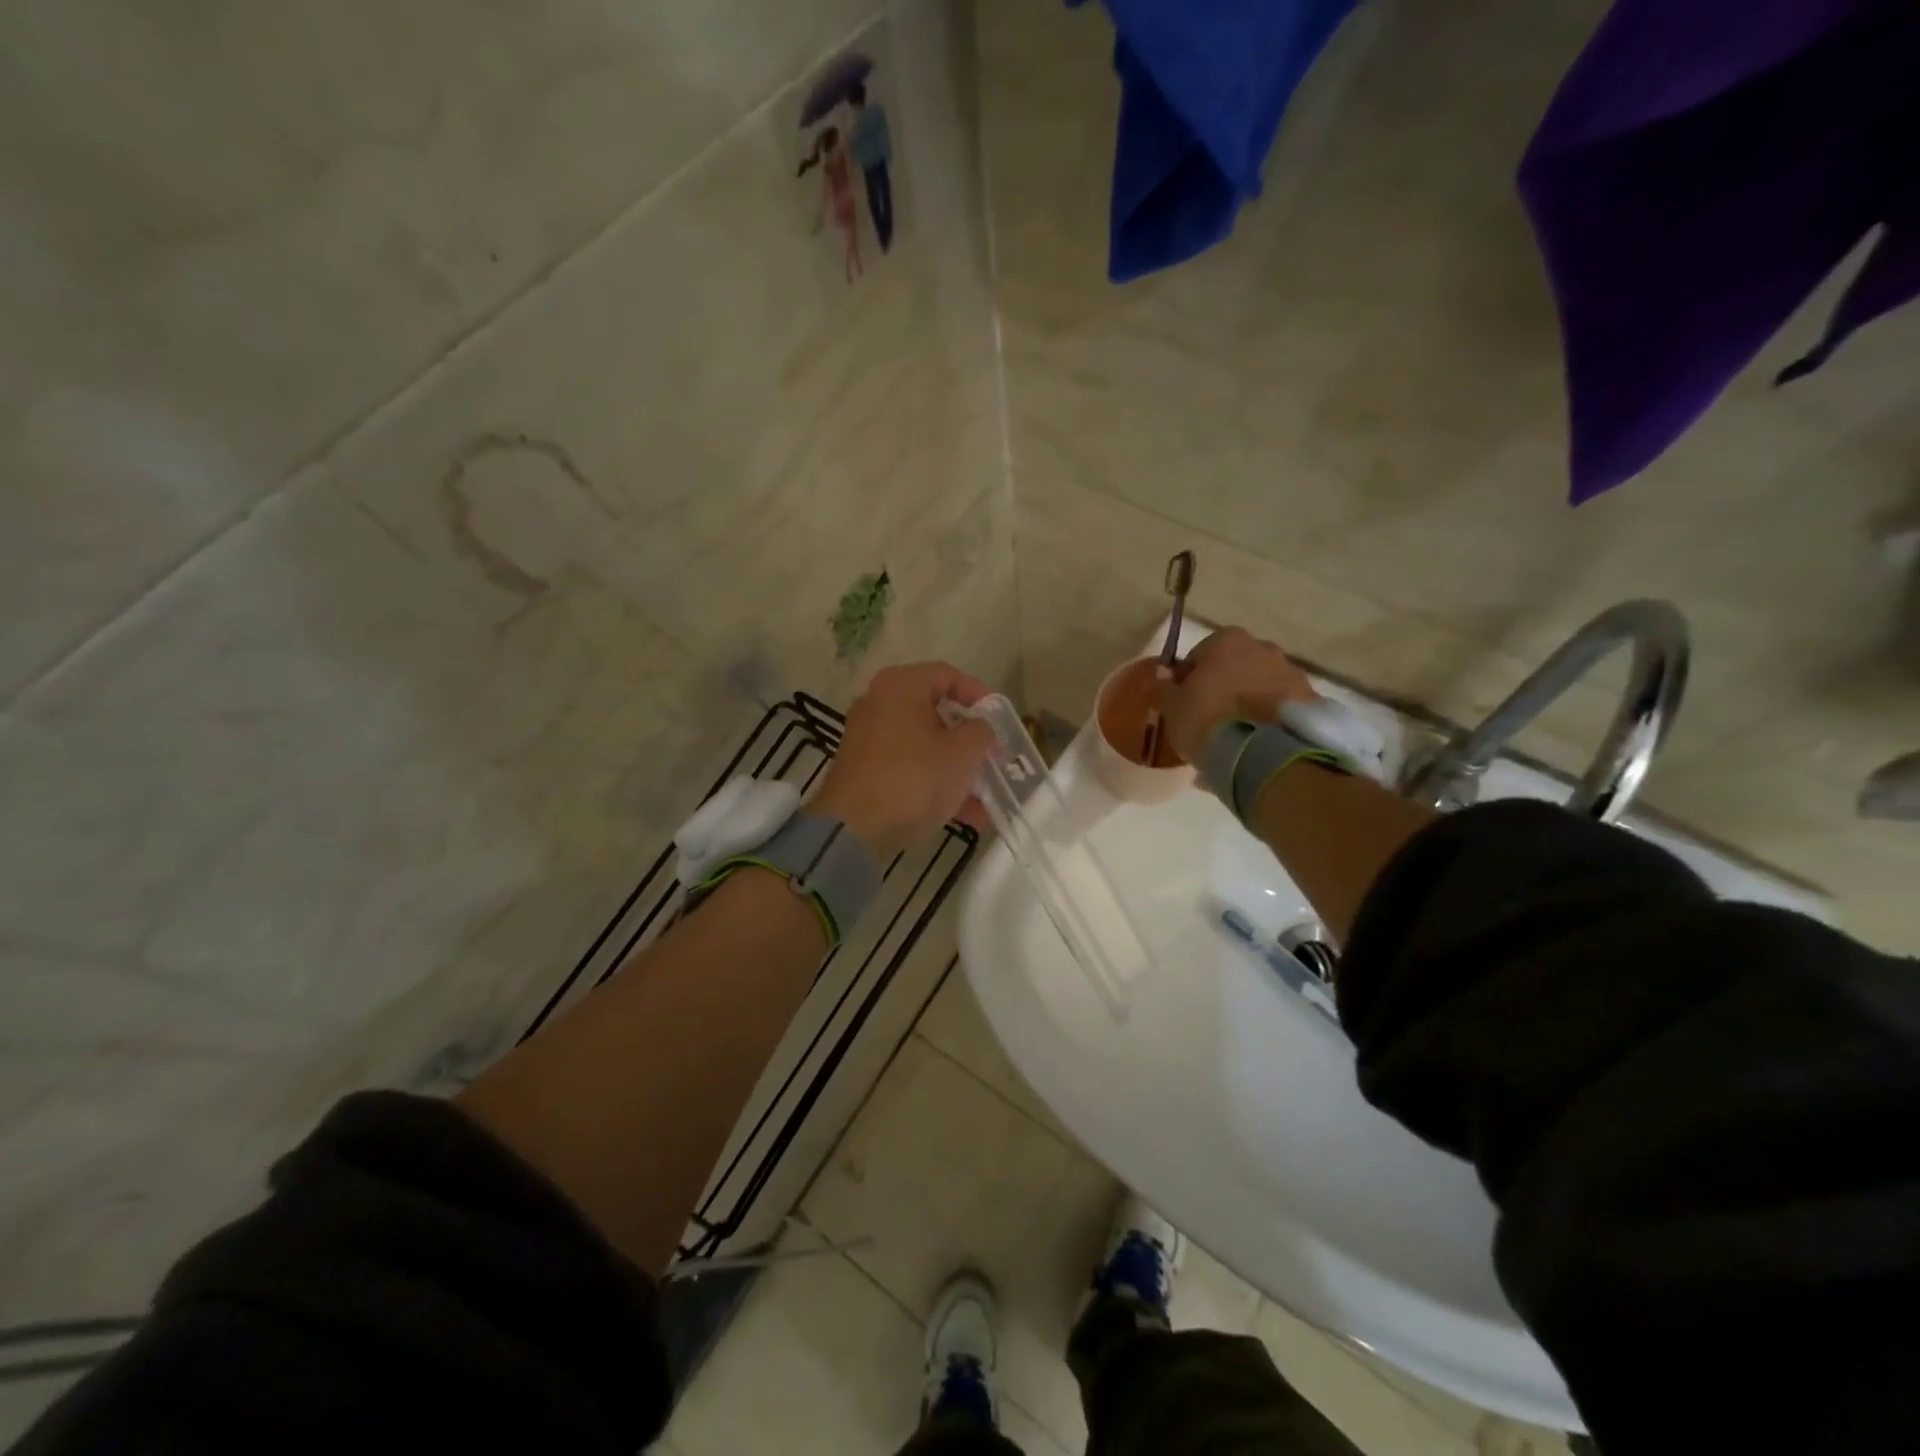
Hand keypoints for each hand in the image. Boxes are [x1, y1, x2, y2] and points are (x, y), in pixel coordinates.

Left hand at [810, 663, 998, 858]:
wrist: (854, 828)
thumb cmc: (914, 777)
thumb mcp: (962, 752)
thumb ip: (981, 731)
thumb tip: (981, 728)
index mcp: (901, 685)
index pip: (948, 675)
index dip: (980, 694)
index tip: (1000, 718)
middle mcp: (880, 703)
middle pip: (937, 713)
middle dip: (971, 740)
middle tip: (995, 757)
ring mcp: (869, 738)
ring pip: (926, 746)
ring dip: (958, 769)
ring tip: (987, 797)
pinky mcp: (865, 771)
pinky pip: (910, 768)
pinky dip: (936, 784)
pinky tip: (966, 814)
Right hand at [1152, 627, 1319, 765]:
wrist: (1265, 754)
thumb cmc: (1208, 720)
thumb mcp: (1171, 707)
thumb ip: (1162, 687)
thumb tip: (1159, 675)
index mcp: (1227, 641)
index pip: (1199, 656)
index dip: (1188, 680)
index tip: (1184, 705)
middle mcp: (1264, 648)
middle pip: (1235, 667)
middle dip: (1224, 688)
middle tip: (1210, 721)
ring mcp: (1292, 674)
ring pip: (1261, 686)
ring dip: (1249, 703)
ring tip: (1236, 737)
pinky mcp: (1311, 702)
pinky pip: (1281, 708)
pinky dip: (1270, 719)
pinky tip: (1257, 744)